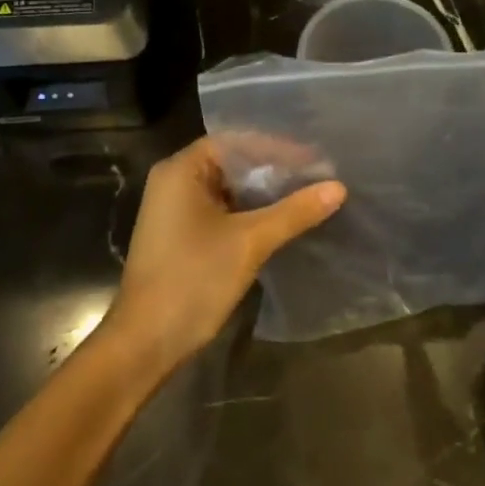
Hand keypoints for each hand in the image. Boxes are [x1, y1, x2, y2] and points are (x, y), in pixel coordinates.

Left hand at [104, 137, 344, 370]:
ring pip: (228, 190)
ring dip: (264, 194)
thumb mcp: (250, 242)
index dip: (277, 148)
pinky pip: (222, 211)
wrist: (145, 342)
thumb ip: (294, 212)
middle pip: (232, 164)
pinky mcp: (181, 236)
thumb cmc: (193, 279)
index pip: (236, 142)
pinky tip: (281, 222)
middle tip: (318, 177)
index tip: (315, 159)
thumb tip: (339, 187)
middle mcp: (174, 182)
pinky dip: (250, 213)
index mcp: (181, 170)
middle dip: (274, 171)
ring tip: (307, 196)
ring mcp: (175, 210)